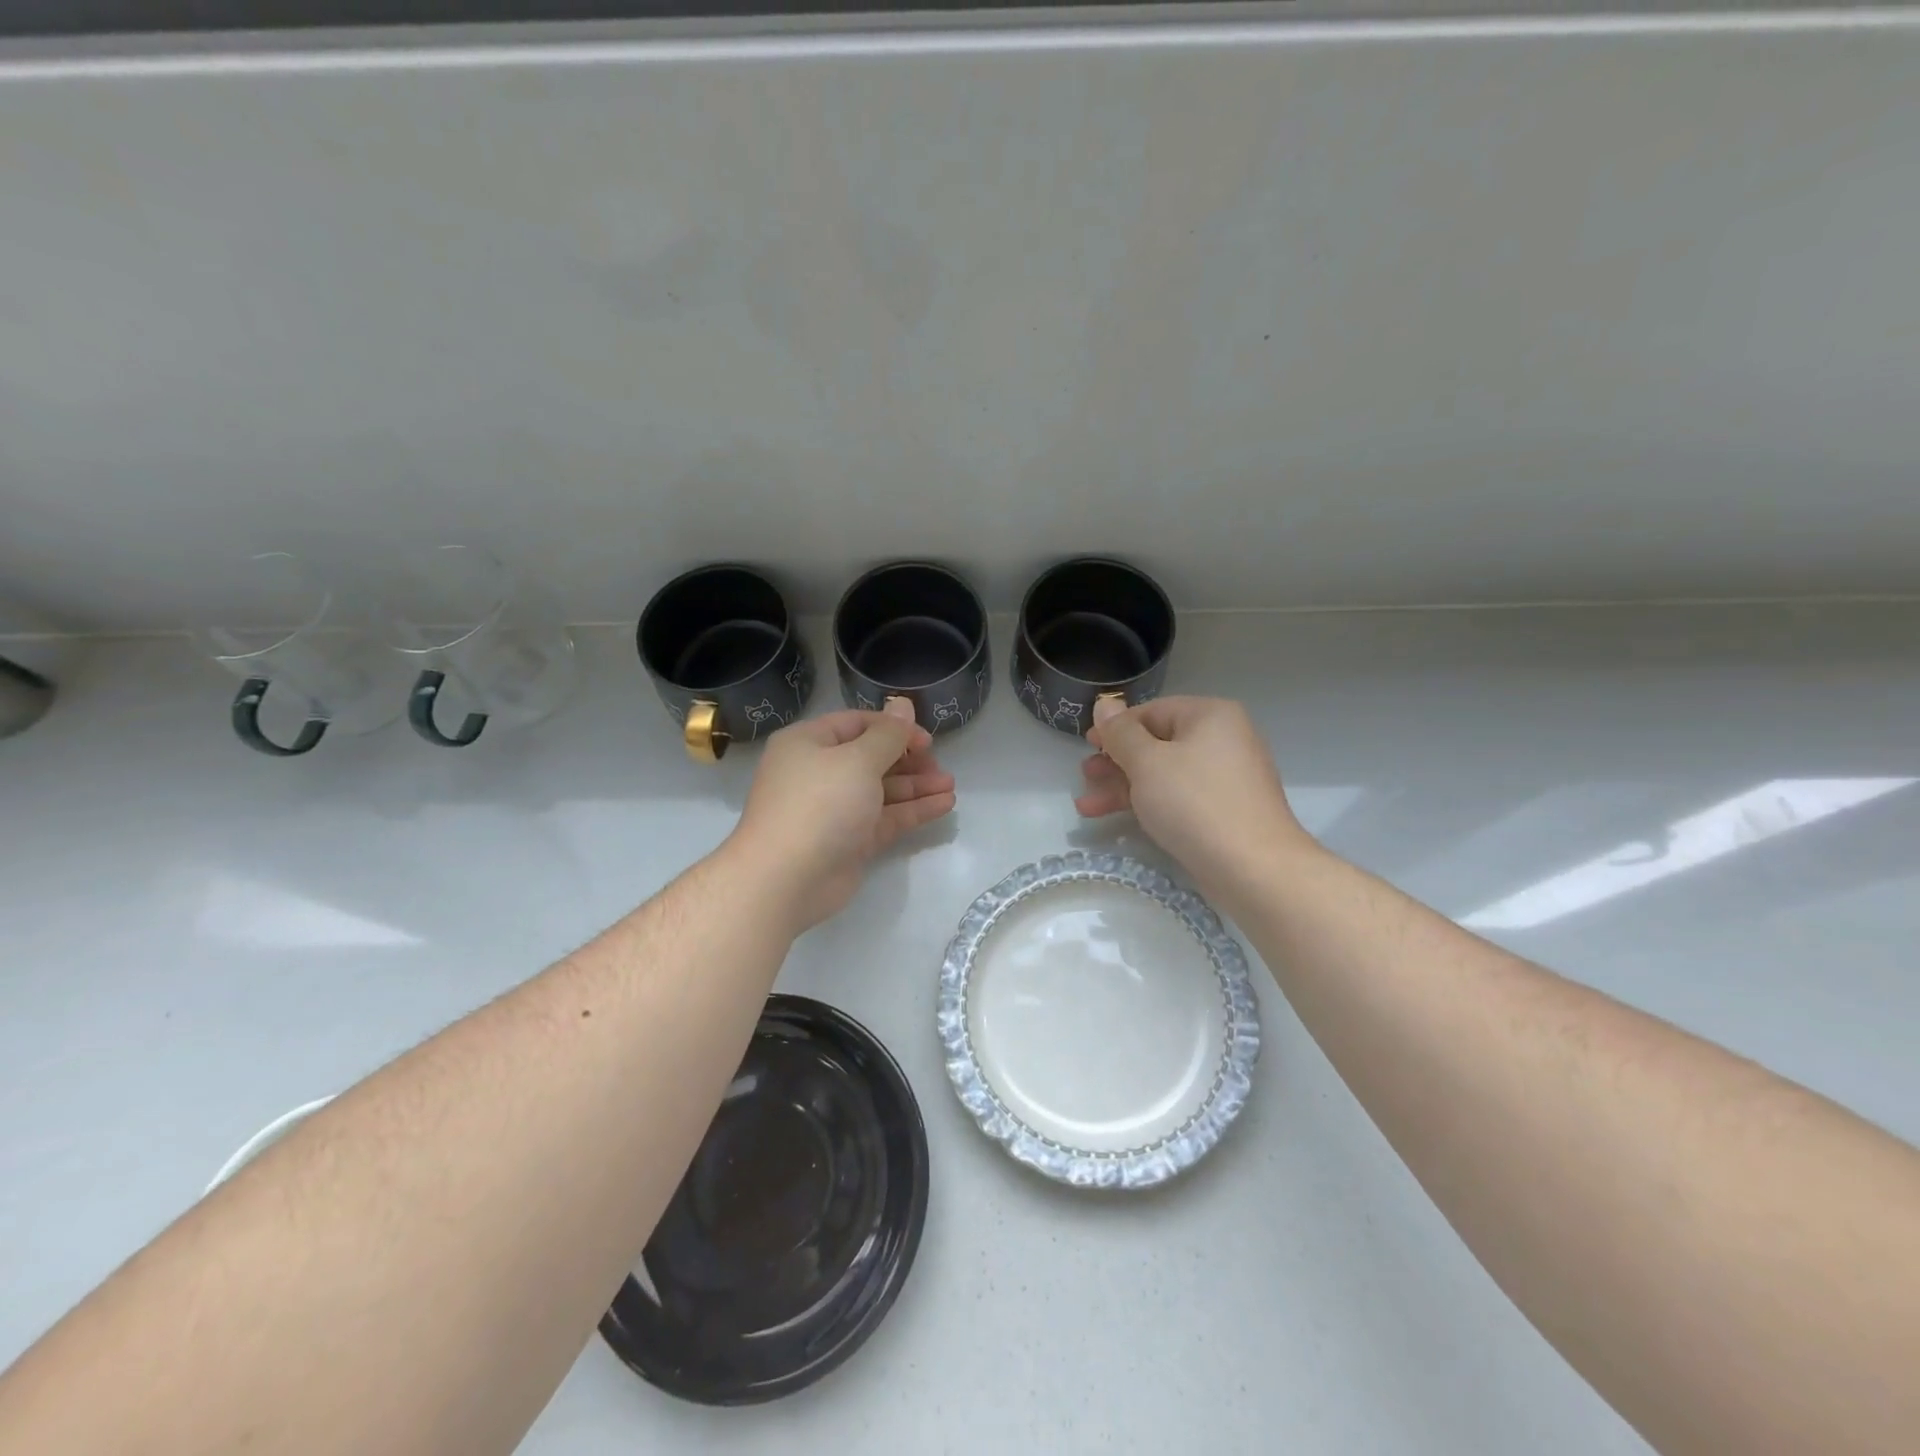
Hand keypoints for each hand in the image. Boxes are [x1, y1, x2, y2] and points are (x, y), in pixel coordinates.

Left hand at [727, 699, 955, 930]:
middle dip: (908, 759)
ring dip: (916, 786)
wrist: (785, 879)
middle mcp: (819, 772)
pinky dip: (912, 810)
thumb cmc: (820, 804)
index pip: (857, 724)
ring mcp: (834, 809)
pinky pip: (885, 818)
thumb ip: (888, 735)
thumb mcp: (858, 760)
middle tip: (939, 765)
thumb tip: (902, 704)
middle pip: (871, 757)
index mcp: (809, 743)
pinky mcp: (849, 841)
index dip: (894, 728)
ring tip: (950, 785)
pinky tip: (944, 805)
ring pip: (881, 790)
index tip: (927, 739)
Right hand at [1077, 696, 1307, 896]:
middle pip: (1156, 743)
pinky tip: (1116, 818)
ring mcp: (1225, 778)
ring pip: (1163, 774)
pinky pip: (1178, 798)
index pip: (1151, 711)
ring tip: (1087, 805)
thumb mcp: (1147, 762)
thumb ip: (1120, 733)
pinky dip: (1147, 803)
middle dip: (1115, 761)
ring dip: (1123, 786)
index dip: (1115, 727)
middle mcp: (1223, 739)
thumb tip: (1105, 704)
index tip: (1086, 746)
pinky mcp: (1223, 811)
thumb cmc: (1195, 803)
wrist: (1254, 869)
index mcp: (1210, 716)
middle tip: (1084, 776)